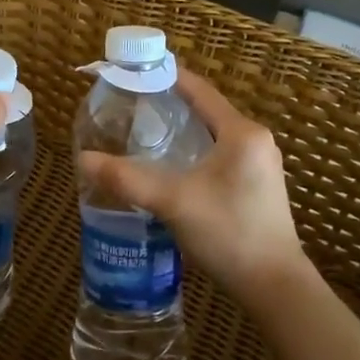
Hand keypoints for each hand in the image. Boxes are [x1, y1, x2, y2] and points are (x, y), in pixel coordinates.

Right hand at [78, 69, 306, 303]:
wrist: (275, 288)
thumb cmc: (229, 233)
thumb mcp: (174, 201)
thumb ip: (127, 178)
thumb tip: (84, 159)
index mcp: (241, 133)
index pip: (200, 90)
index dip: (168, 76)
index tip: (135, 71)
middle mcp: (255, 141)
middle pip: (206, 111)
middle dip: (169, 105)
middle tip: (131, 105)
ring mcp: (259, 165)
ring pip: (212, 136)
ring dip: (181, 131)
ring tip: (143, 133)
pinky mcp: (257, 187)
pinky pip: (219, 156)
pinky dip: (193, 152)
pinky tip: (170, 167)